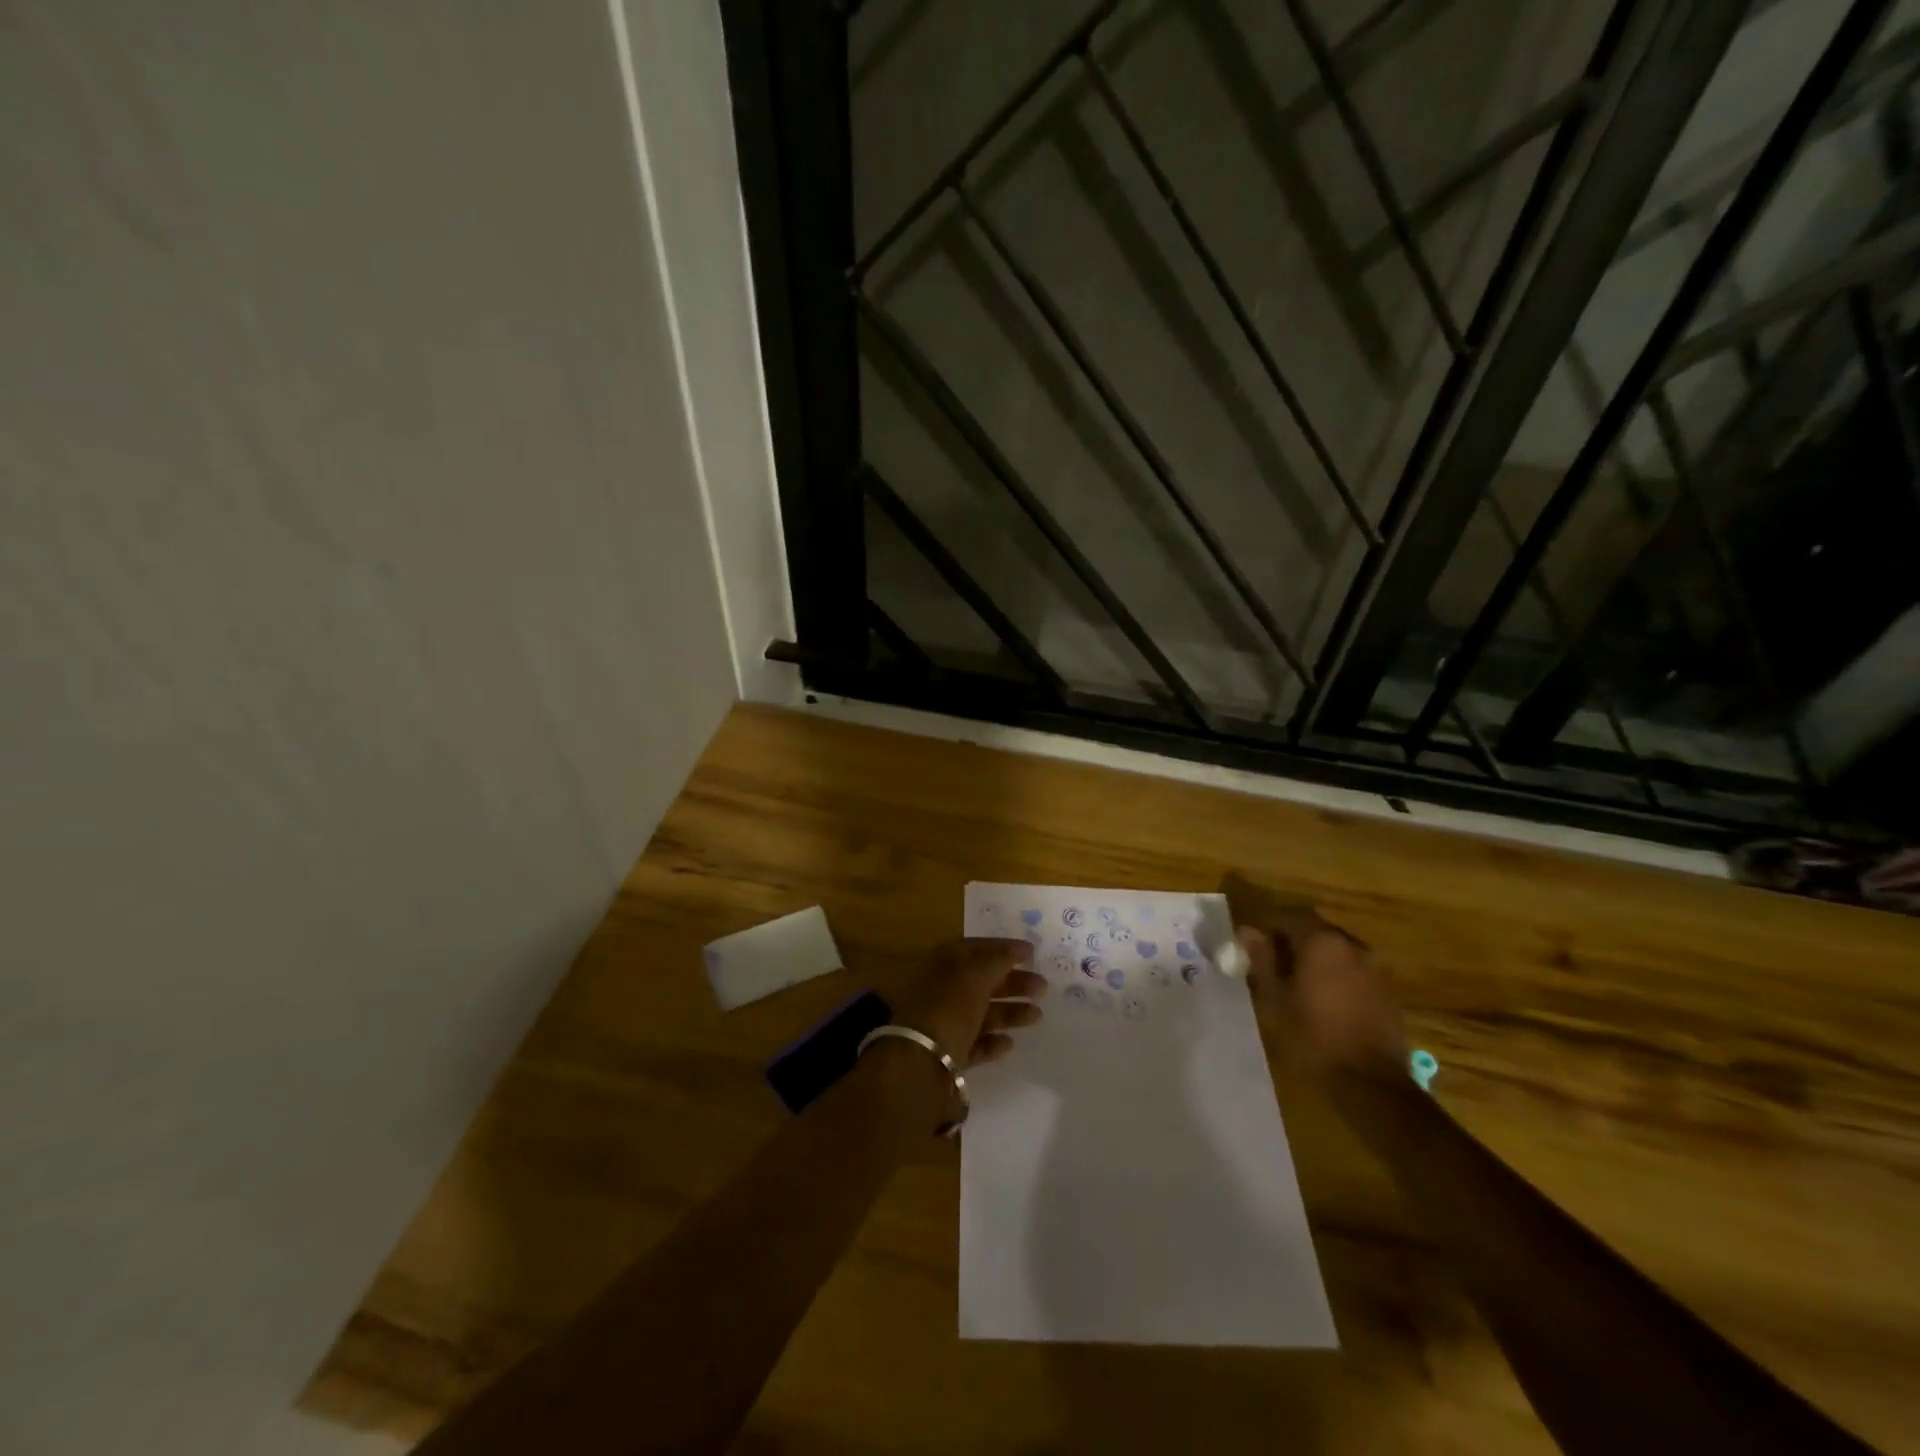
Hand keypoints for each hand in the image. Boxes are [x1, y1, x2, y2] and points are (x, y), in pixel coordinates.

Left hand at [892, 938, 1046, 1067]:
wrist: (920, 1060)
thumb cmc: (949, 1006)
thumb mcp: (976, 974)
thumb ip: (999, 960)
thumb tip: (1018, 949)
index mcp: (943, 963)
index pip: (976, 948)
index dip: (1004, 948)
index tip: (1032, 953)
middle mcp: (942, 990)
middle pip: (983, 982)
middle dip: (1013, 983)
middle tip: (1042, 987)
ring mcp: (944, 1023)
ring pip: (982, 1013)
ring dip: (1010, 1012)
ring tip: (1036, 1016)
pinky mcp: (948, 1054)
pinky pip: (975, 1043)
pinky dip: (993, 1042)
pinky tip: (1009, 1043)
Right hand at [1237, 910, 1406, 1083]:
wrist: (1370, 1081)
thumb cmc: (1312, 1035)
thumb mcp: (1275, 998)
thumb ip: (1263, 960)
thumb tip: (1248, 932)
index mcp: (1322, 941)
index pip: (1290, 916)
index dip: (1269, 927)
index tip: (1255, 946)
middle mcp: (1352, 945)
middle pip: (1316, 930)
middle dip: (1294, 941)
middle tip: (1274, 964)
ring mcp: (1375, 967)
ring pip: (1337, 950)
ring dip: (1317, 959)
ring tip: (1299, 984)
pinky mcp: (1388, 990)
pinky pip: (1355, 970)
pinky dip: (1337, 975)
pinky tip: (1326, 1000)